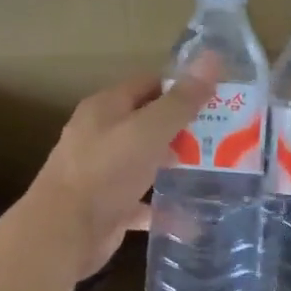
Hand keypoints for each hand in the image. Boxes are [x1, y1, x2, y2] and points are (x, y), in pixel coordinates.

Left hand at [27, 62, 216, 279]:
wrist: (63, 234)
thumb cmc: (105, 172)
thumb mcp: (149, 131)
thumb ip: (181, 100)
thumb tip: (212, 56)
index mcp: (105, 107)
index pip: (148, 84)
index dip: (182, 87)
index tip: (218, 96)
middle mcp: (101, 135)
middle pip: (148, 123)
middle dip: (185, 128)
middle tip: (227, 135)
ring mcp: (103, 172)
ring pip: (146, 162)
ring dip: (176, 165)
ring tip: (218, 170)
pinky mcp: (109, 206)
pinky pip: (144, 202)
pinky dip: (165, 206)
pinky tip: (194, 214)